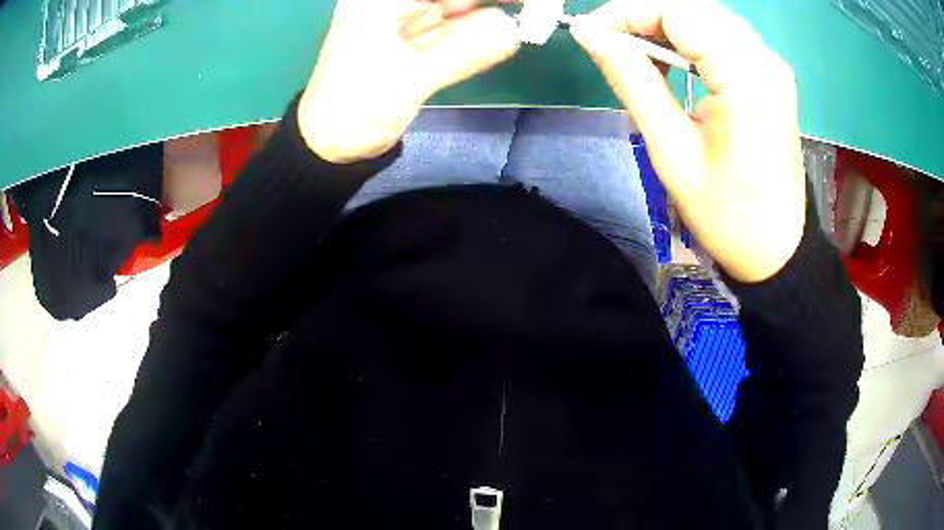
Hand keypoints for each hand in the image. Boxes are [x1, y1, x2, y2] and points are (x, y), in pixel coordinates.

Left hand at [298, 0, 519, 163]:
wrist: (330, 149)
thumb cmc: (354, 112)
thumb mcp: (407, 81)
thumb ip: (462, 52)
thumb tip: (514, 31)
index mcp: (379, 3)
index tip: (521, 2)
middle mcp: (392, 6)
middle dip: (490, 1)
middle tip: (536, 7)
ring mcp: (404, 26)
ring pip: (455, 9)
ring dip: (490, 12)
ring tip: (533, 14)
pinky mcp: (414, 46)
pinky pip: (453, 33)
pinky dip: (479, 34)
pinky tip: (508, 31)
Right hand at [570, 0, 805, 282]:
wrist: (776, 250)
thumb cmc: (727, 214)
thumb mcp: (672, 151)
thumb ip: (633, 81)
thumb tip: (590, 35)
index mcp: (745, 79)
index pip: (678, 13)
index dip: (628, 12)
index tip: (591, 32)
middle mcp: (764, 60)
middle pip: (694, 9)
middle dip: (644, 15)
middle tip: (609, 40)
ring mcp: (772, 66)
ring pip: (708, 17)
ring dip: (666, 24)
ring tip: (633, 49)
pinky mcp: (772, 75)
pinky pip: (724, 36)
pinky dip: (690, 38)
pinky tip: (671, 58)